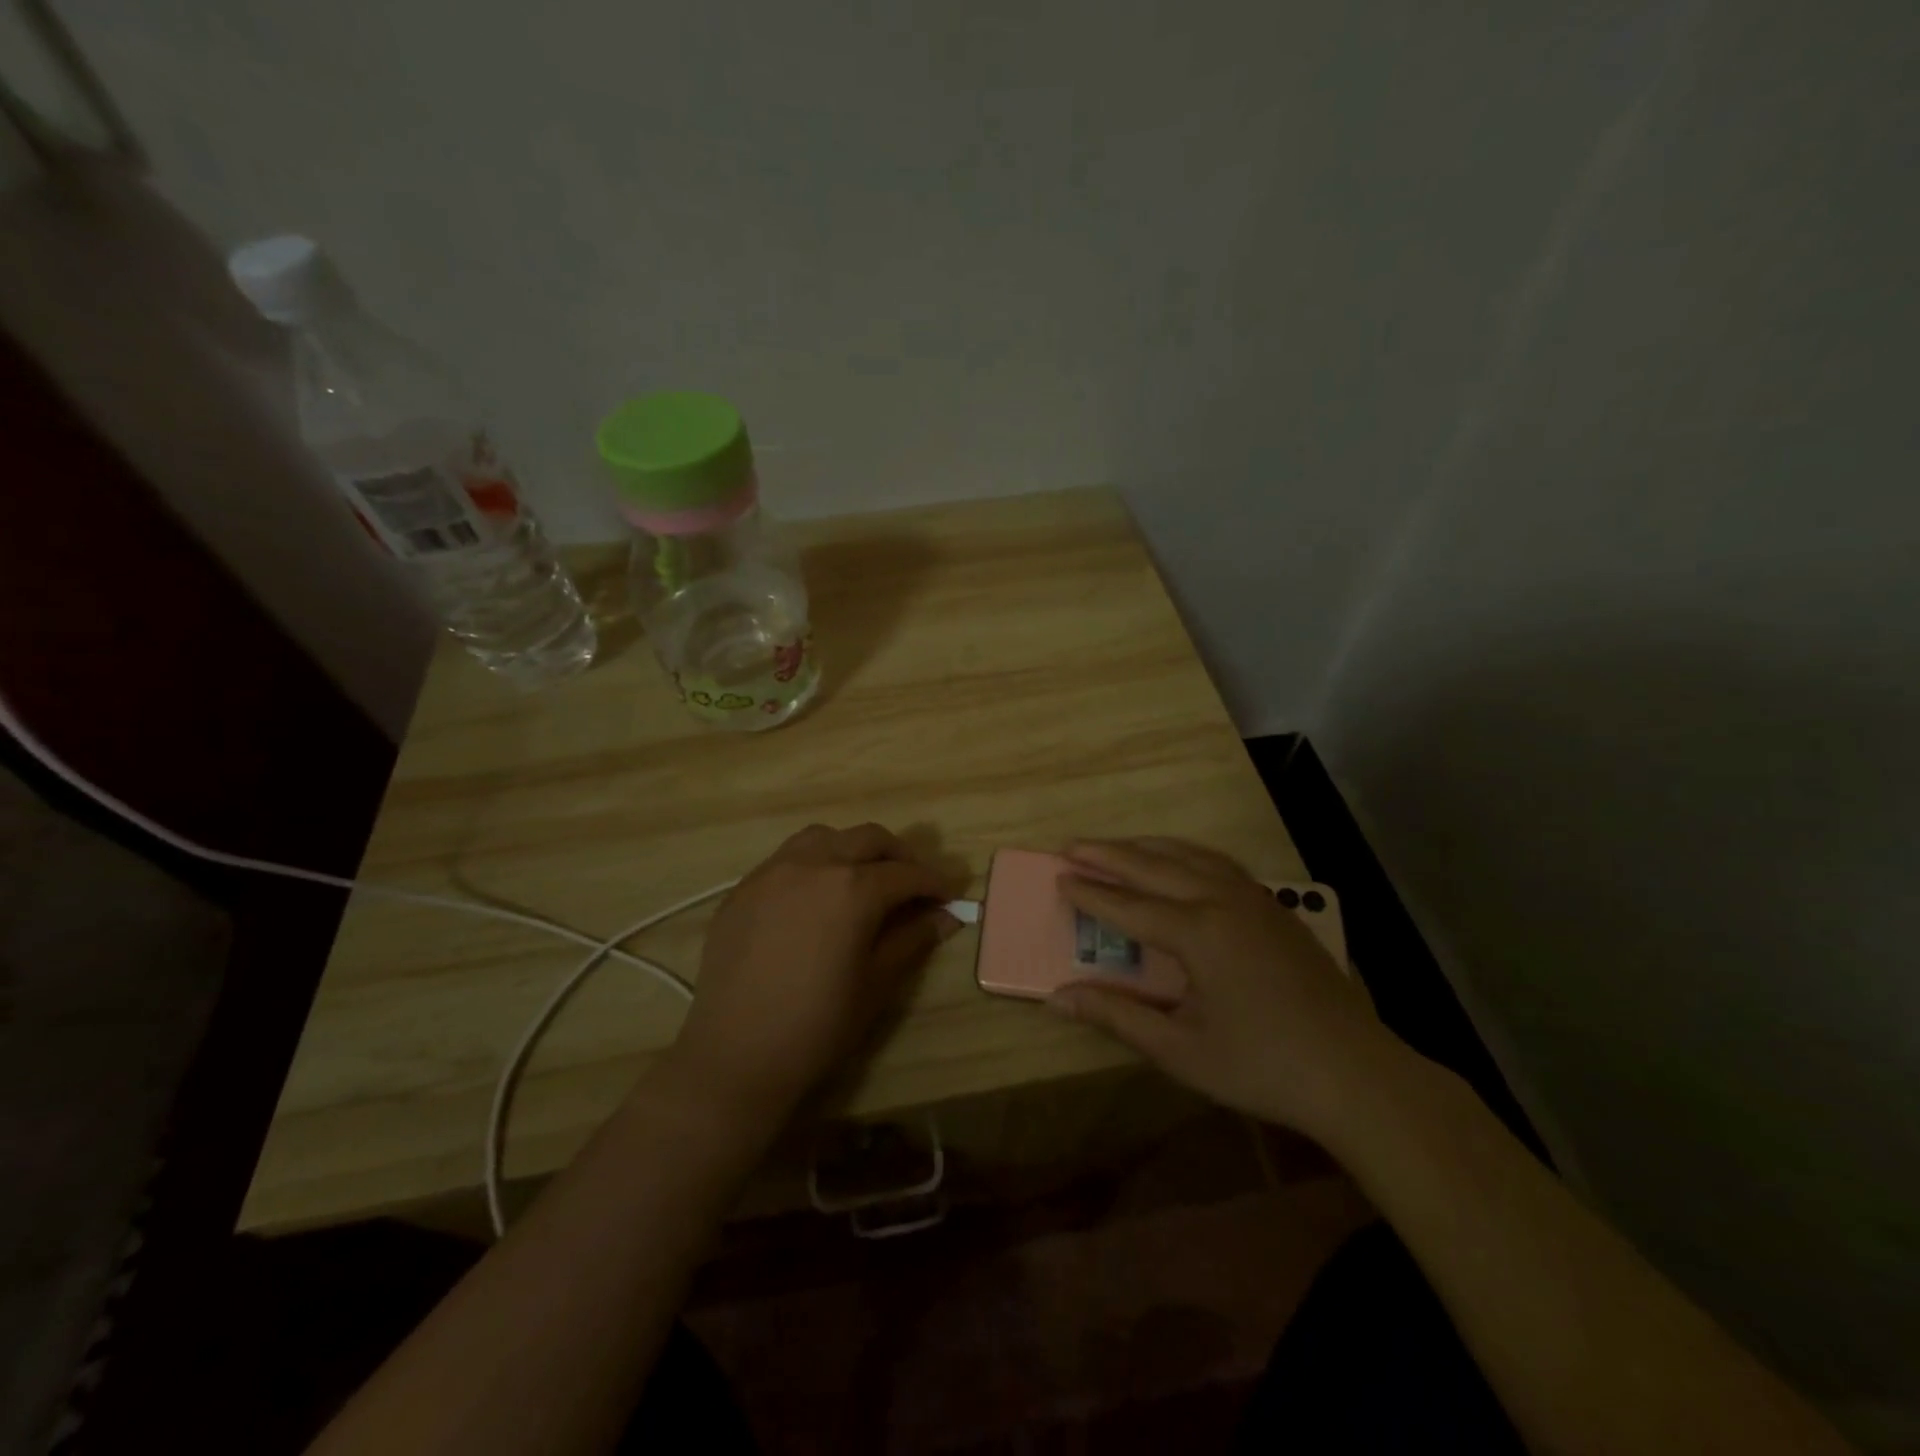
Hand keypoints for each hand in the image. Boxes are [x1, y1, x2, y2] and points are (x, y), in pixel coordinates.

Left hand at [664, 824, 956, 1131]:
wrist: (736, 1055)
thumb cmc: (818, 1025)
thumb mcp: (876, 983)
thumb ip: (912, 939)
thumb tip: (946, 917)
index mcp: (852, 888)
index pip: (906, 873)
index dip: (934, 882)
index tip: (950, 896)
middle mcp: (813, 864)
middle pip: (868, 839)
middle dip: (898, 856)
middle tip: (913, 884)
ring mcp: (772, 871)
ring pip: (824, 837)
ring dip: (852, 849)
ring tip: (863, 879)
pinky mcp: (743, 888)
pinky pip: (786, 858)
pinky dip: (814, 863)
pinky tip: (816, 897)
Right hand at [1047, 838, 1391, 1136]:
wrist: (1356, 1074)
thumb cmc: (1262, 1066)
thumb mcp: (1180, 1050)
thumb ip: (1116, 1016)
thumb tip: (1059, 996)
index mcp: (1198, 933)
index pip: (1129, 906)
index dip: (1090, 893)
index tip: (1058, 878)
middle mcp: (1223, 901)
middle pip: (1154, 866)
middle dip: (1109, 855)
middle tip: (1071, 845)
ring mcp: (1254, 898)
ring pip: (1190, 855)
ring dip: (1147, 847)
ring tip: (1115, 846)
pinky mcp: (1275, 906)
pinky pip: (1219, 863)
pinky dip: (1185, 854)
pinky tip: (1178, 861)